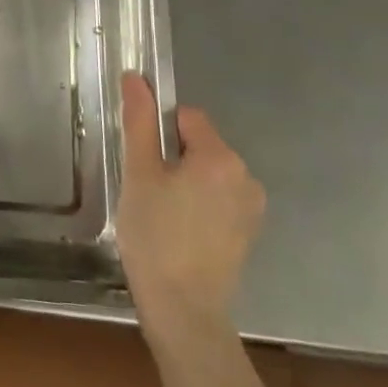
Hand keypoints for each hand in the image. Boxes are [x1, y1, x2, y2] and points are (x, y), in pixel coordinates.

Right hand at [116, 74, 264, 347]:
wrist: (183, 309)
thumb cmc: (155, 235)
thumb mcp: (139, 173)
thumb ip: (139, 122)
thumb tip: (135, 77)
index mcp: (220, 157)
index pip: (186, 117)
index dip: (158, 135)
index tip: (144, 164)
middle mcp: (246, 175)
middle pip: (199, 144)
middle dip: (172, 158)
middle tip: (148, 191)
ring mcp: (252, 206)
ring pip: (208, 172)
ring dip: (185, 182)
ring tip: (162, 214)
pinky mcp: (248, 230)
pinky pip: (219, 198)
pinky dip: (199, 204)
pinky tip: (180, 231)